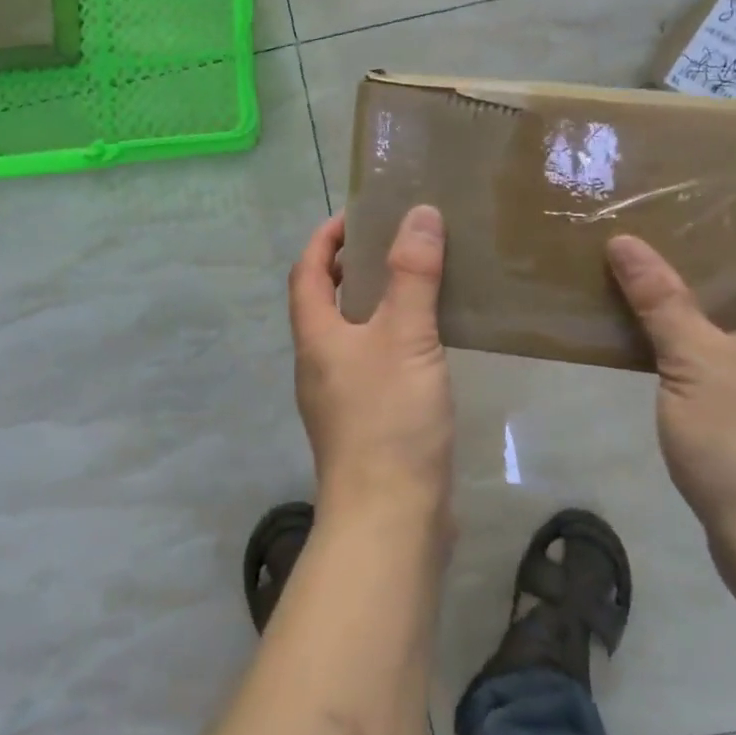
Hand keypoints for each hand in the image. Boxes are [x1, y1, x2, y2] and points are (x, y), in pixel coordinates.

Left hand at [288, 206, 453, 524]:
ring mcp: (340, 396)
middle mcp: (319, 362)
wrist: (390, 521)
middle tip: (395, 243)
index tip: (356, 214)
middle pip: (325, 300)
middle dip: (352, 266)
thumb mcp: (404, 336)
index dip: (325, 238)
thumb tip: (419, 213)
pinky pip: (374, 362)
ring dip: (374, 303)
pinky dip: (392, 338)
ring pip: (351, 333)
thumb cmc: (388, 420)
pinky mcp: (366, 423)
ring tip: (416, 283)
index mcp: (315, 336)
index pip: (308, 270)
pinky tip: (428, 343)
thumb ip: (412, 274)